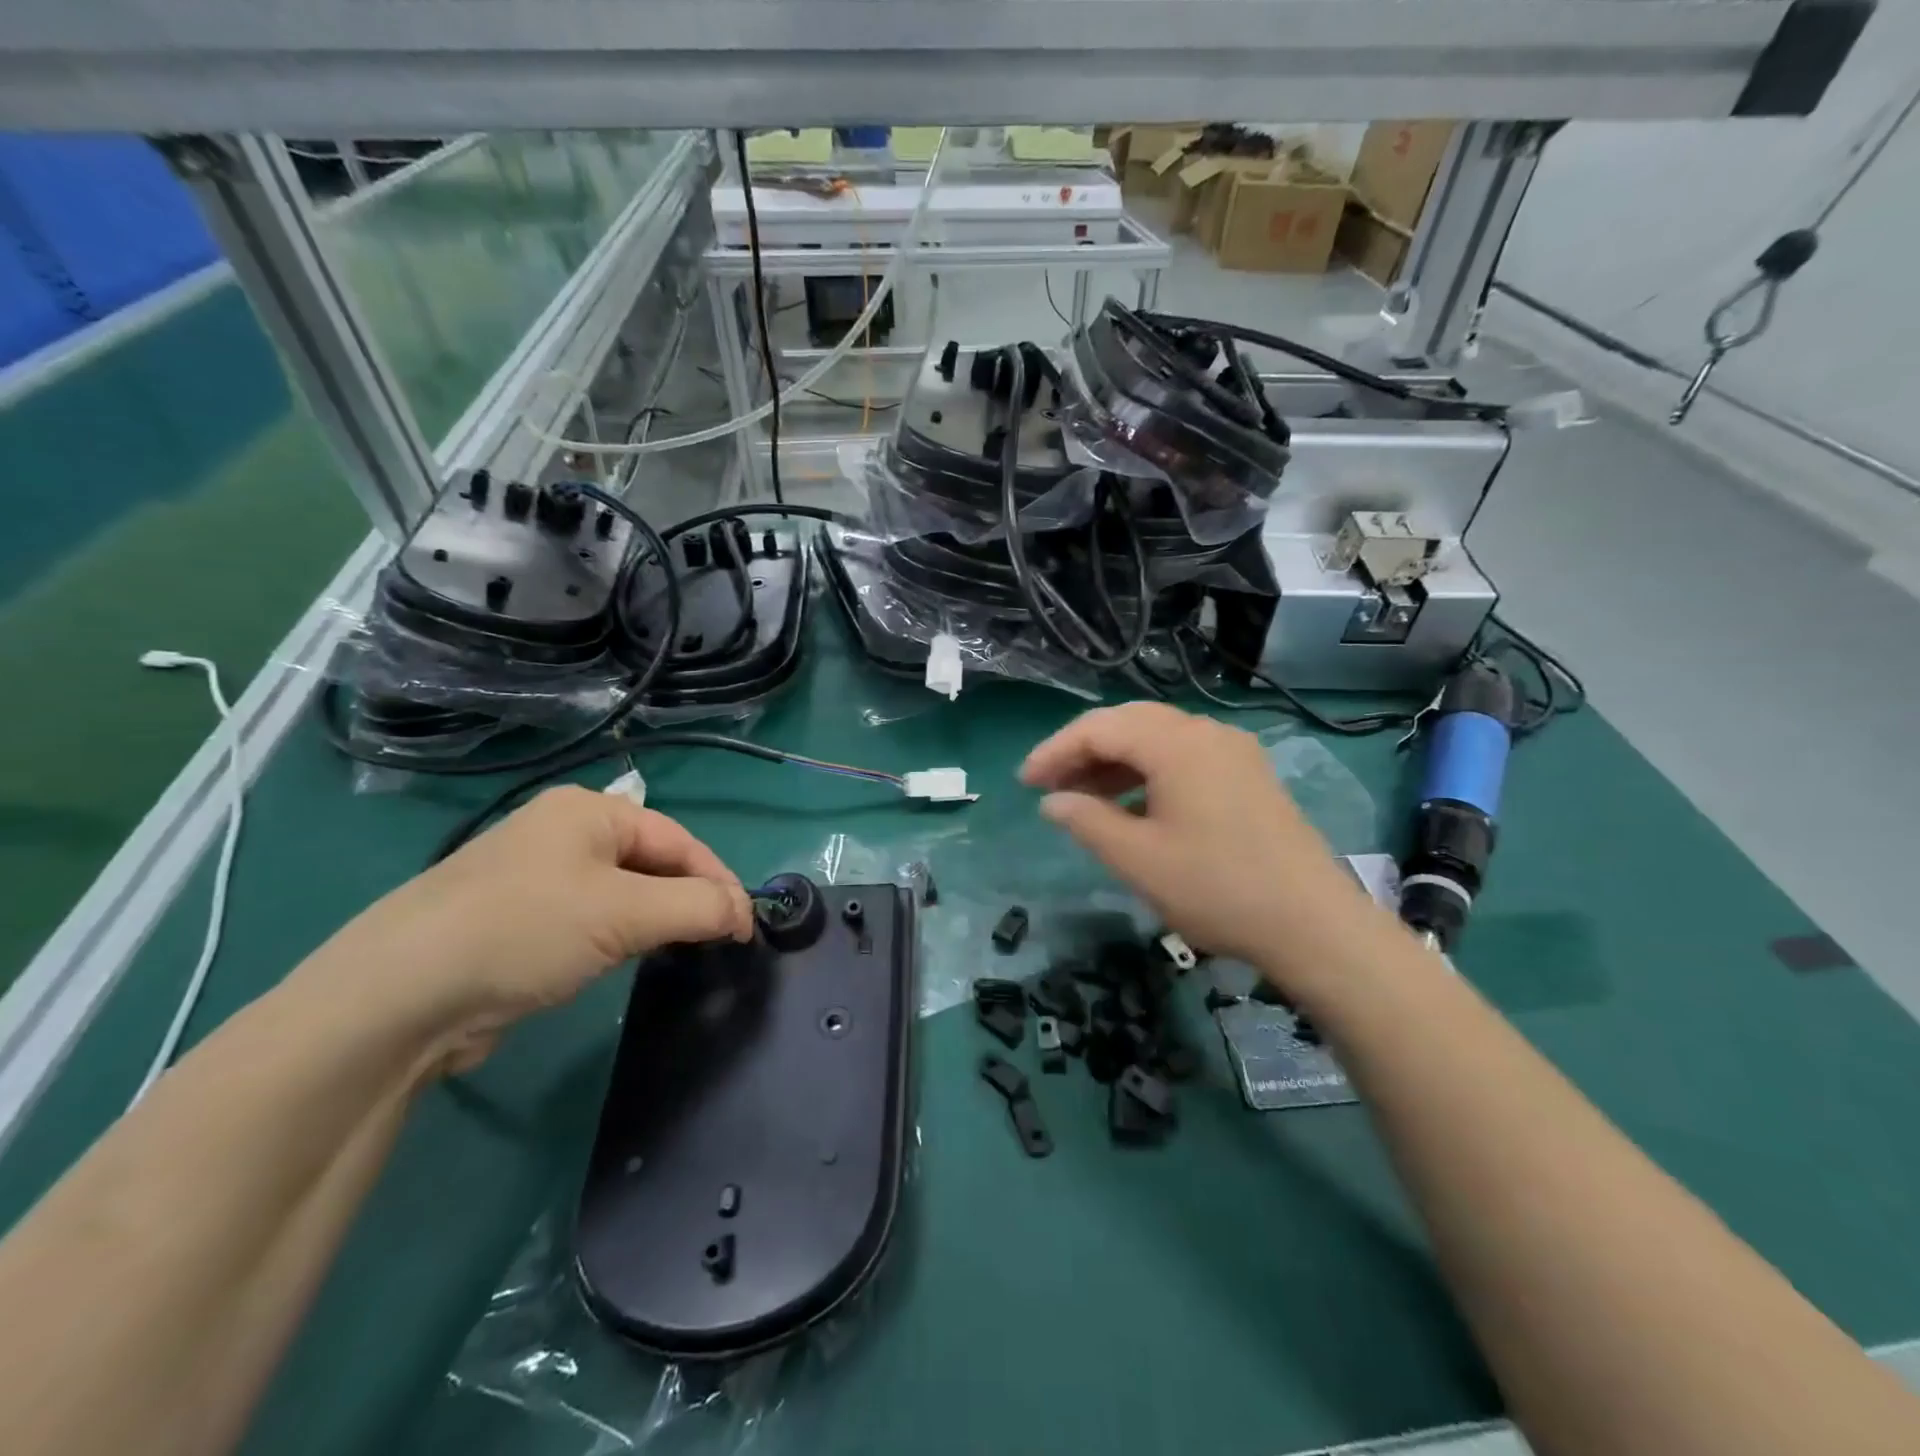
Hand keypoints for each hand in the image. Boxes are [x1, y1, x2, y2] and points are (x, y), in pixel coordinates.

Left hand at [303, 787, 751, 1069]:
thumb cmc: (526, 930)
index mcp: (588, 811)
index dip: (718, 882)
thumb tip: (745, 912)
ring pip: (620, 894)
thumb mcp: (626, 914)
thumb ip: (699, 907)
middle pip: (651, 863)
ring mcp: (533, 877)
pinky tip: (618, 962)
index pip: (679, 840)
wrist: (396, 998)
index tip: (747, 928)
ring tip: (673, 953)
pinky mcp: (514, 920)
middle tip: (714, 943)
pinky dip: (614, 938)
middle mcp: (561, 833)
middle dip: (686, 901)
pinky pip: (587, 919)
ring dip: (652, 921)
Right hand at [1021, 703, 1389, 997]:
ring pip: (1157, 739)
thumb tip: (1053, 800)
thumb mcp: (1138, 859)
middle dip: (1082, 750)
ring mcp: (1232, 752)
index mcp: (1177, 744)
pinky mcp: (1247, 775)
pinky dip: (1147, 772)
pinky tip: (1131, 805)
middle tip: (1049, 785)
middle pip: (1128, 723)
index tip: (1024, 783)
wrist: (1314, 925)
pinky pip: (1183, 757)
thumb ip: (1087, 821)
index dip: (1055, 751)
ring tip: (1082, 796)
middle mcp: (1206, 733)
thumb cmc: (1217, 888)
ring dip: (1115, 761)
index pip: (1100, 728)